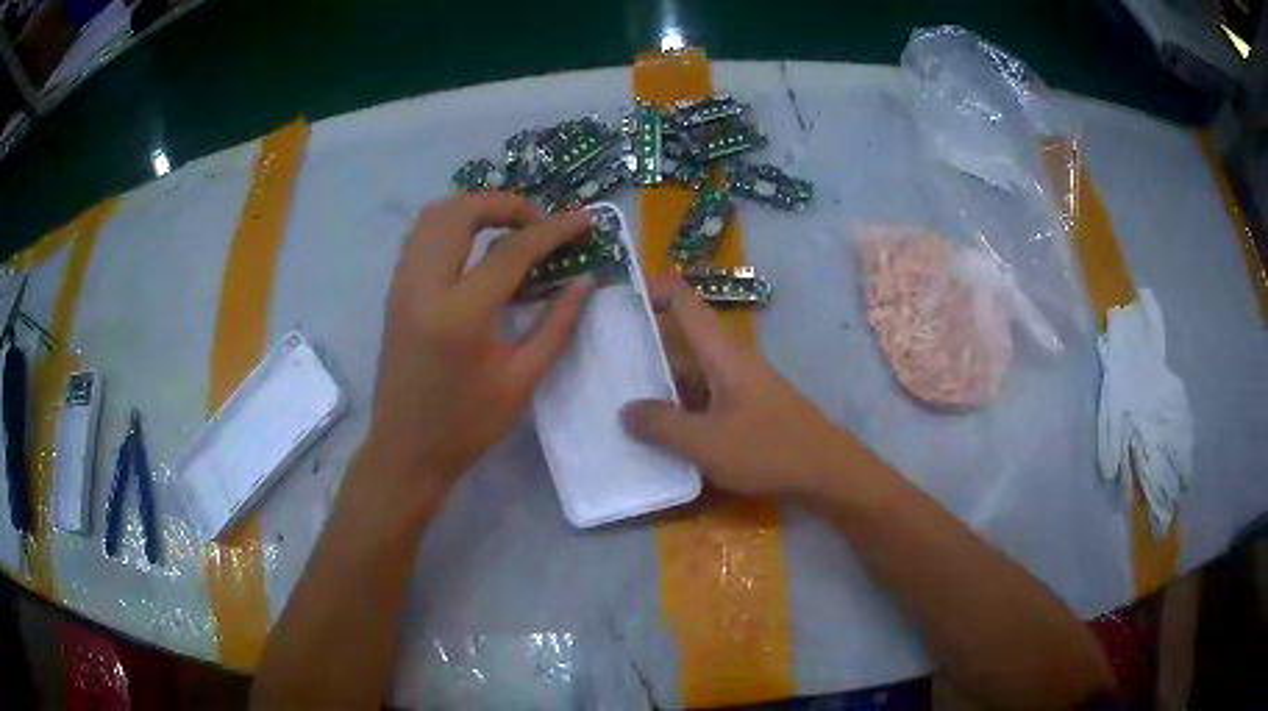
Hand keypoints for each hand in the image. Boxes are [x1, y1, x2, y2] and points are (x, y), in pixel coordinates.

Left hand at [361, 192, 593, 499]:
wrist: (405, 451)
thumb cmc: (466, 425)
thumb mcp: (521, 381)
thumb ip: (557, 325)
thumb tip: (585, 281)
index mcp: (460, 314)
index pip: (511, 251)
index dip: (553, 230)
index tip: (585, 220)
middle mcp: (423, 286)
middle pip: (461, 212)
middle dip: (505, 204)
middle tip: (538, 223)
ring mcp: (402, 285)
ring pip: (434, 216)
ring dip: (475, 208)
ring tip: (509, 228)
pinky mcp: (394, 291)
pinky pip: (421, 236)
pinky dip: (452, 225)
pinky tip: (476, 247)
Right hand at [621, 276, 858, 497]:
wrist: (825, 472)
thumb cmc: (768, 449)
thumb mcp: (707, 442)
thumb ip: (663, 426)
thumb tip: (625, 411)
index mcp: (720, 352)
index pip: (683, 300)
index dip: (651, 289)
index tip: (615, 301)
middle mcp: (727, 361)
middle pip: (680, 339)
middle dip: (641, 345)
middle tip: (599, 359)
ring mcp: (737, 387)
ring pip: (689, 373)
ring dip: (657, 383)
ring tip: (615, 399)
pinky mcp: (744, 410)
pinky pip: (701, 399)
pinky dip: (677, 408)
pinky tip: (655, 432)